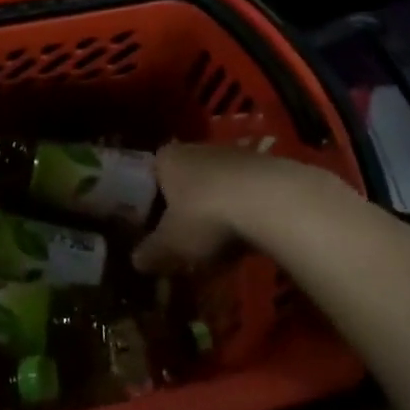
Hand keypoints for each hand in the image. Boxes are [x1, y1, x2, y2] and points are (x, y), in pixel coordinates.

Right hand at [132, 142, 335, 274]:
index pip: (150, 173)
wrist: (274, 201)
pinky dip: (244, 210)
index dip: (148, 199)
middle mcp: (198, 148)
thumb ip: (151, 252)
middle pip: (185, 177)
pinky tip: (249, 236)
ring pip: (217, 184)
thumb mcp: (171, 244)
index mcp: (167, 158)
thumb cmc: (206, 216)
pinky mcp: (268, 167)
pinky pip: (246, 191)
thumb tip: (136, 261)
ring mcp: (235, 154)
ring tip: (219, 243)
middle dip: (184, 205)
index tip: (151, 224)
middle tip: (184, 237)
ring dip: (217, 208)